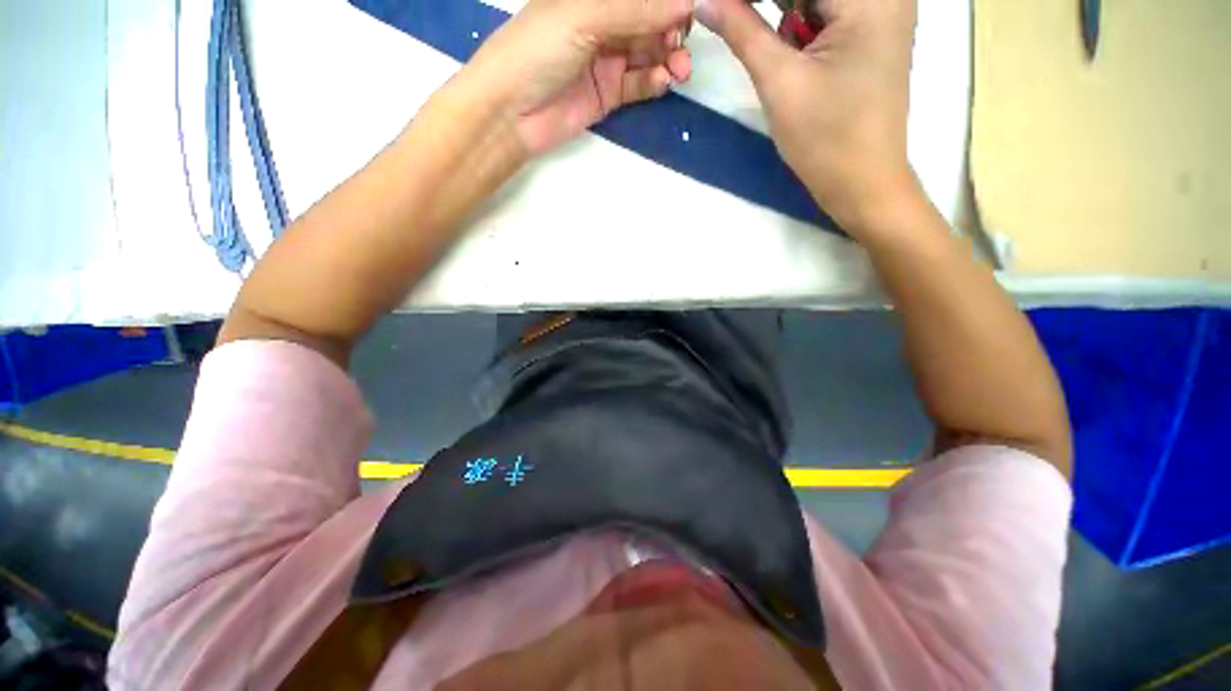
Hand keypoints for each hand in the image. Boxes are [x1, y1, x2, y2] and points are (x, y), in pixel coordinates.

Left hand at [466, 0, 694, 154]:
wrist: (511, 113)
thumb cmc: (536, 51)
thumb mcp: (583, 17)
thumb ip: (633, 10)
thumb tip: (685, 2)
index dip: (666, 3)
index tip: (691, 11)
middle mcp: (602, 25)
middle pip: (648, 23)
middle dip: (671, 31)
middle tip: (683, 47)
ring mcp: (606, 61)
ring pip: (648, 54)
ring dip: (668, 59)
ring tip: (679, 70)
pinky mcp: (608, 94)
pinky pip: (638, 85)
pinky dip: (653, 82)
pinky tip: (661, 82)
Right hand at [698, 0, 918, 232]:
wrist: (861, 183)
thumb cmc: (825, 138)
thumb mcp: (779, 81)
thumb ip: (742, 31)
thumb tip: (706, 0)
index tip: (720, 6)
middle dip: (768, 5)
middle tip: (731, 18)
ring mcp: (881, 12)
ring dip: (782, 12)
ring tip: (755, 36)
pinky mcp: (872, 34)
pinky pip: (827, 13)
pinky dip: (798, 22)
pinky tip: (784, 43)